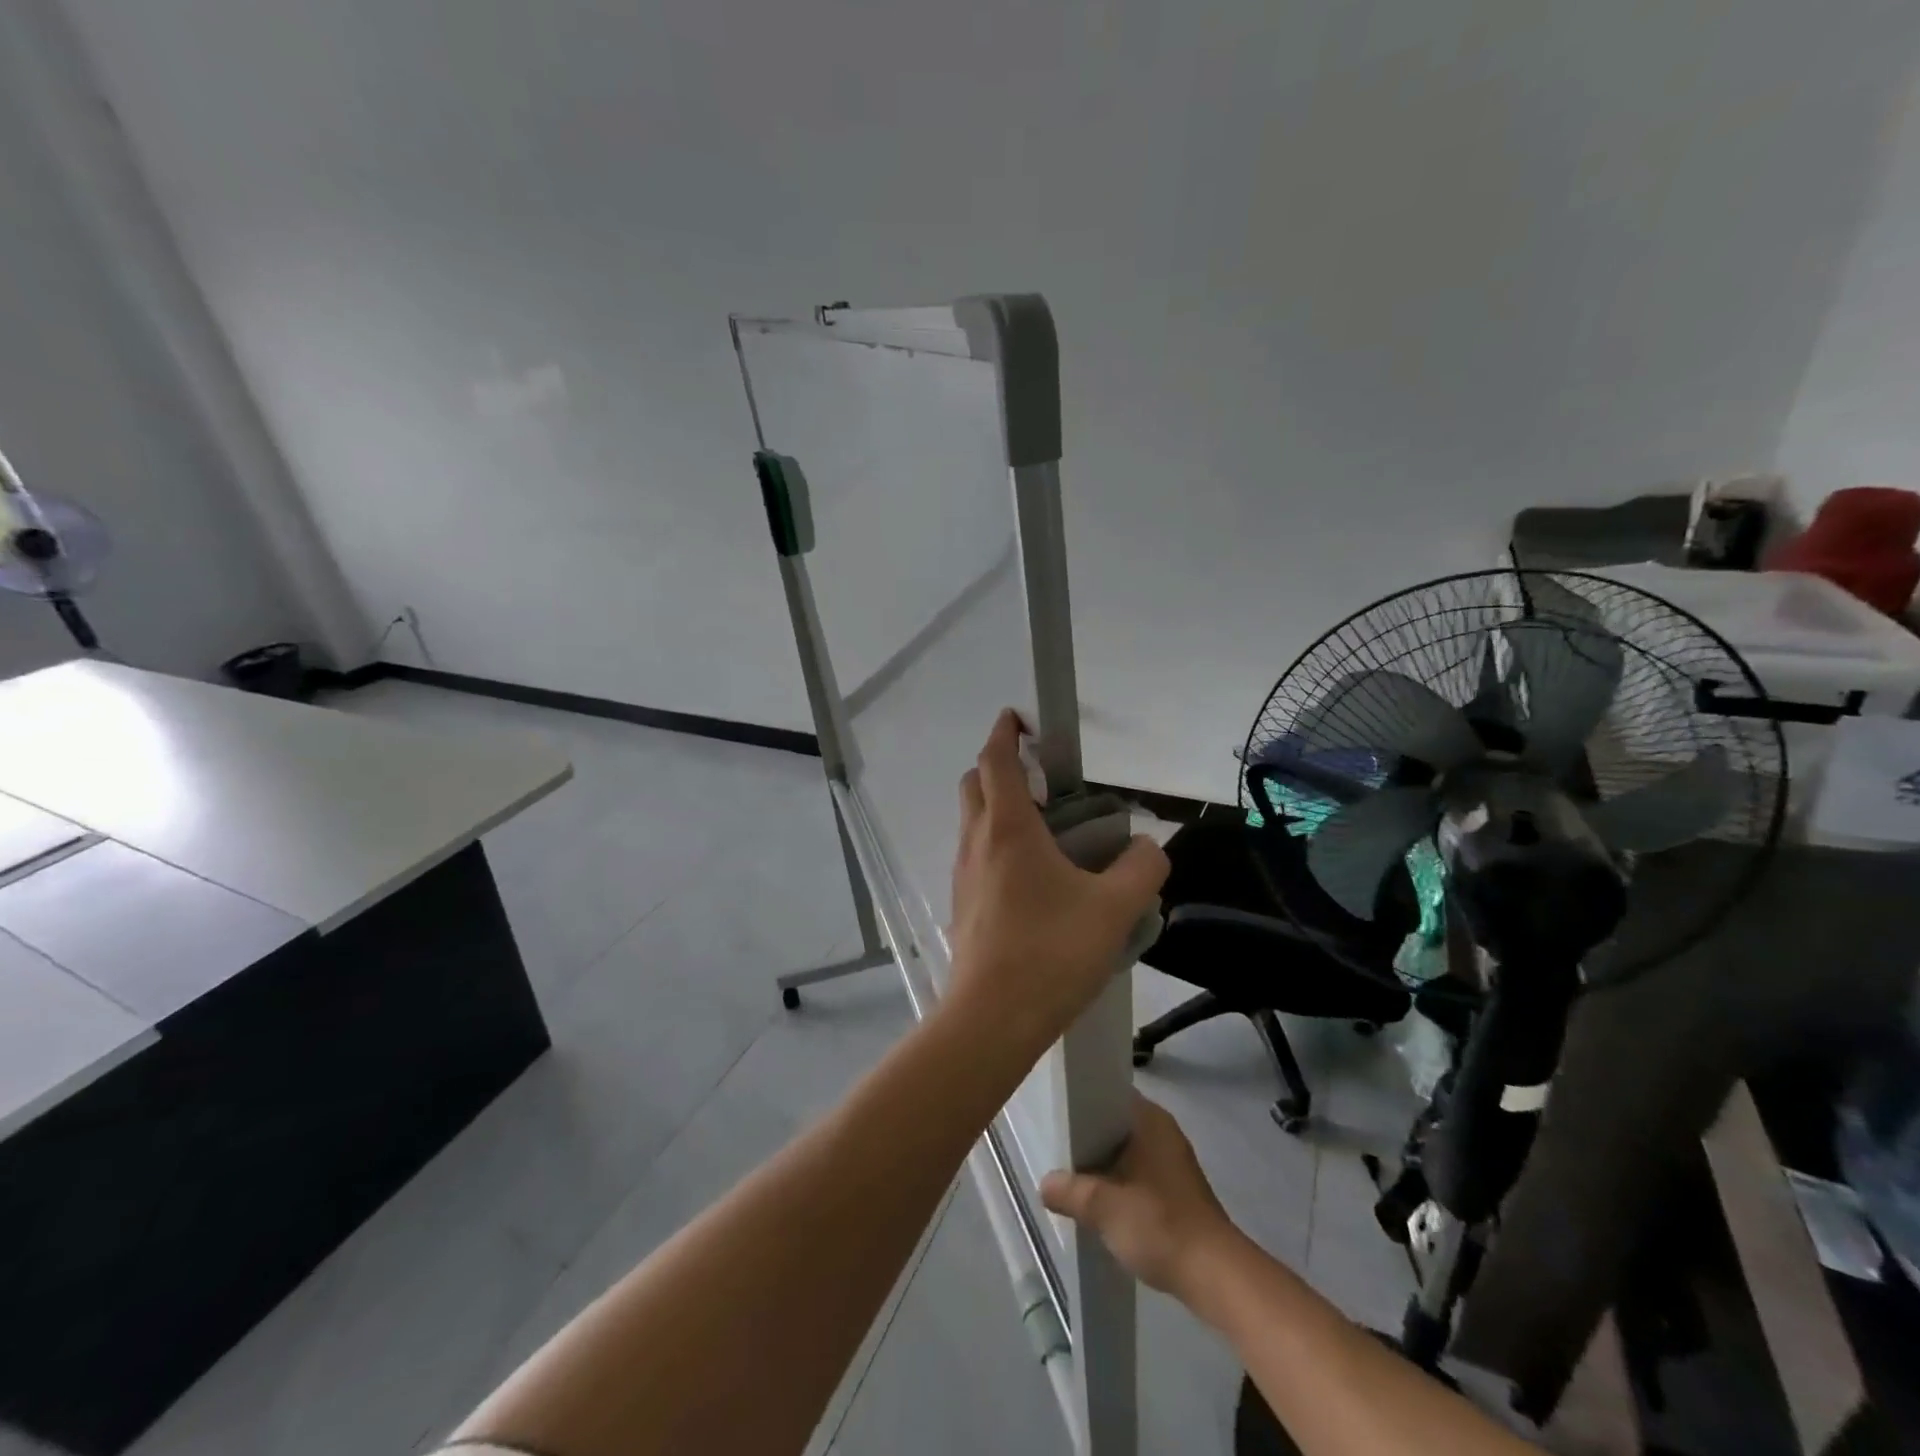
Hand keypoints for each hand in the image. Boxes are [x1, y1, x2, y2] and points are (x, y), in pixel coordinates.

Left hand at [946, 710, 1167, 1050]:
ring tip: (1050, 833)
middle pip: (975, 784)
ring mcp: (963, 874)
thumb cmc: (1051, 952)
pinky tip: (1035, 881)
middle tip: (1045, 782)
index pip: (995, 759)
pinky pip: (977, 857)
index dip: (1005, 732)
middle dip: (1000, 767)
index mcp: (1008, 828)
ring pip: (973, 822)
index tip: (1020, 719)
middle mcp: (977, 842)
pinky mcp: (963, 904)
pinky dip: (998, 845)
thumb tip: (1150, 847)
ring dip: (1000, 809)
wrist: (991, 1018)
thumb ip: (1142, 870)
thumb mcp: (1114, 909)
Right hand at [1040, 1095, 1239, 1299]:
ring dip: (1102, 1163)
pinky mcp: (1176, 1190)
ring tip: (1069, 1175)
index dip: (1079, 1102)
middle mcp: (1163, 1131)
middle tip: (1055, 1147)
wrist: (1215, 1276)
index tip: (1054, 1114)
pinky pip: (1137, 1173)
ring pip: (1125, 1151)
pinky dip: (1118, 1182)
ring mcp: (1172, 1161)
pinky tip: (1098, 1201)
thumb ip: (1070, 1191)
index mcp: (1150, 1119)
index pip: (1107, 1094)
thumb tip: (1044, 1184)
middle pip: (1114, 1124)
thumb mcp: (1103, 1207)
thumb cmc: (1160, 1225)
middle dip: (1086, 1137)